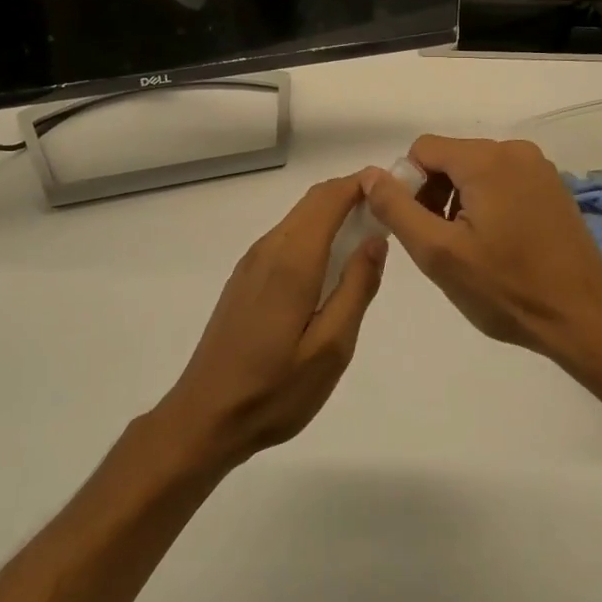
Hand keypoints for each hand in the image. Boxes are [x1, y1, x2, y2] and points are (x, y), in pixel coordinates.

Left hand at [155, 176, 386, 468]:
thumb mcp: (332, 348)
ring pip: (298, 219)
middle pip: (313, 202)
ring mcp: (251, 263)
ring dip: (332, 215)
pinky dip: (314, 235)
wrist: (206, 416)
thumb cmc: (275, 390)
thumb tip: (376, 239)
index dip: (361, 184)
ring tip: (367, 237)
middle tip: (389, 213)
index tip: (395, 188)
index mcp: (292, 261)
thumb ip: (356, 288)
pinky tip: (330, 266)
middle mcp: (268, 249)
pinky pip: (286, 239)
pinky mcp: (244, 279)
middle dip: (351, 195)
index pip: (329, 199)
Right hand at [360, 136, 601, 368]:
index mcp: (487, 159)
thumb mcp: (438, 252)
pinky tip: (497, 244)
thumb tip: (370, 174)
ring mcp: (540, 168)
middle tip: (441, 243)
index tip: (419, 228)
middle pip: (450, 157)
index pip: (423, 150)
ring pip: (476, 171)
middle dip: (434, 194)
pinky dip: (488, 204)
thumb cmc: (505, 288)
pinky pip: (503, 181)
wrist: (581, 318)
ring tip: (469, 248)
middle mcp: (516, 151)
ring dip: (460, 201)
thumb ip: (397, 208)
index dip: (408, 186)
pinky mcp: (553, 188)